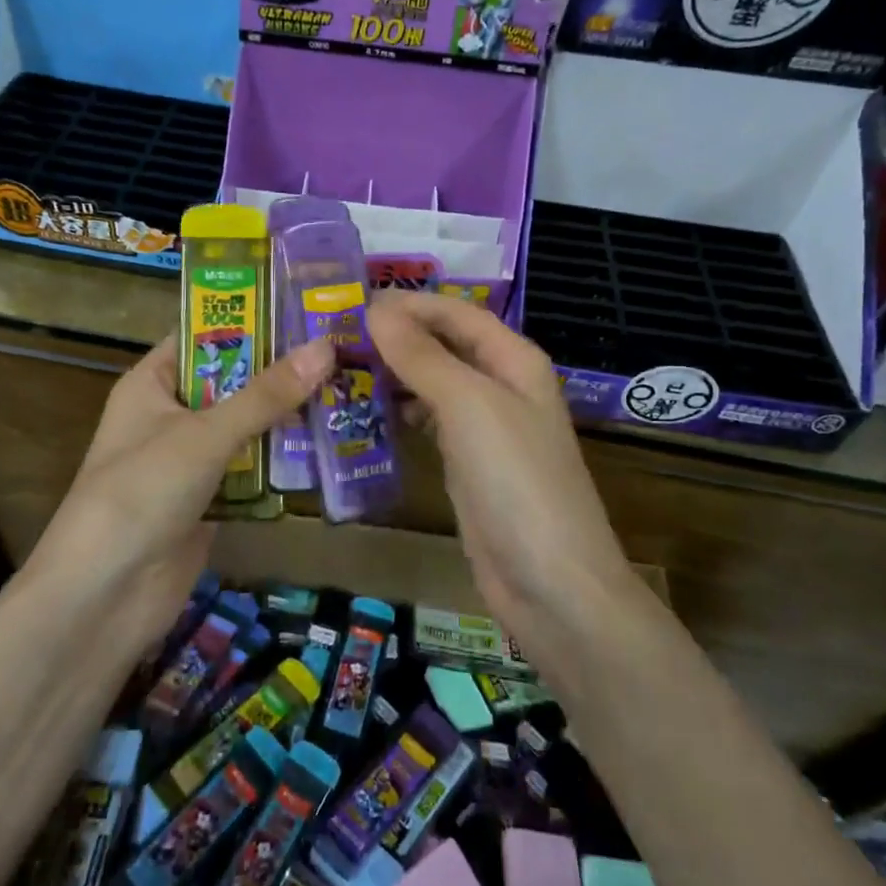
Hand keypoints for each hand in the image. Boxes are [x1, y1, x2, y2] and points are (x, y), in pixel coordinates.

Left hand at [33, 335, 333, 645]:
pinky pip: (252, 469)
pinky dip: (283, 461)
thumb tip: (326, 347)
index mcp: (152, 384)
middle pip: (232, 381)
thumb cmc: (142, 492)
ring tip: (350, 387)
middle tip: (343, 347)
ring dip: (288, 416)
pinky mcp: (210, 500)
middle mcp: (171, 415)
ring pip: (247, 426)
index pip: (203, 336)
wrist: (104, 597)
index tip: (305, 307)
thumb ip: (266, 394)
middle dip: (281, 370)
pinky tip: (330, 445)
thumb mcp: (204, 434)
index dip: (250, 320)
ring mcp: (190, 460)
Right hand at [367, 292, 638, 668]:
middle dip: (398, 335)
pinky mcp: (467, 464)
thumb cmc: (515, 479)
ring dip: (395, 371)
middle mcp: (502, 386)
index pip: (458, 313)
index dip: (410, 303)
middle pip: (445, 345)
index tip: (353, 302)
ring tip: (341, 366)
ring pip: (434, 382)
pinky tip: (367, 411)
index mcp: (514, 360)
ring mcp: (485, 428)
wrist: (550, 583)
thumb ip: (422, 355)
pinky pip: (430, 421)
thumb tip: (376, 310)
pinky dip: (401, 410)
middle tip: (335, 333)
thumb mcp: (468, 405)